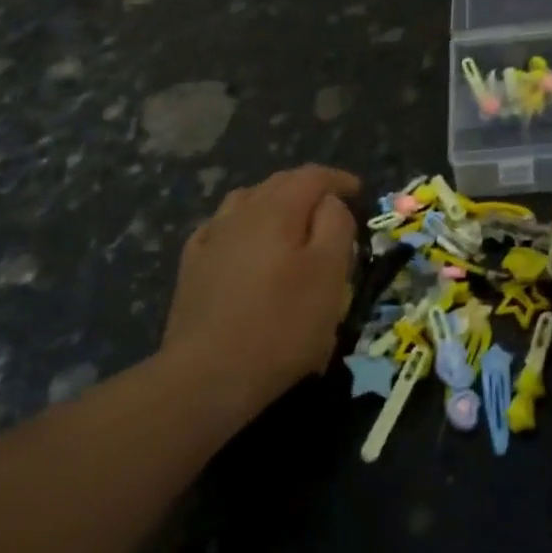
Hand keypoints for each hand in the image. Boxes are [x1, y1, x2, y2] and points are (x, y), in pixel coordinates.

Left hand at [162, 165, 358, 423]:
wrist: (207, 376)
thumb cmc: (281, 325)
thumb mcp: (329, 274)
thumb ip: (336, 226)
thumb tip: (329, 202)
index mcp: (276, 209)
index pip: (312, 176)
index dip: (338, 179)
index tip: (359, 191)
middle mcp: (240, 212)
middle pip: (278, 184)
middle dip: (308, 189)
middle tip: (331, 208)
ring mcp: (211, 238)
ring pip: (247, 203)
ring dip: (274, 205)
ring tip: (291, 223)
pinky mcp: (192, 266)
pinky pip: (222, 229)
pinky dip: (244, 227)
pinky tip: (246, 246)